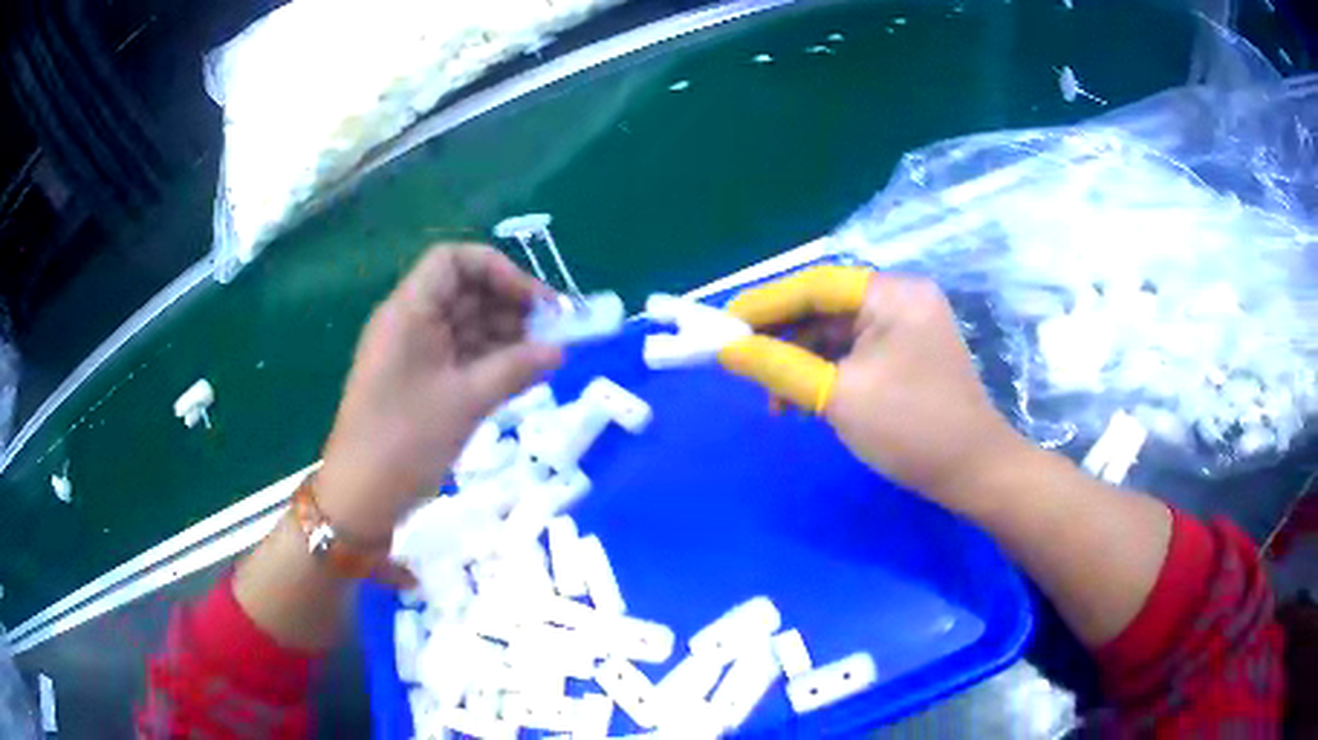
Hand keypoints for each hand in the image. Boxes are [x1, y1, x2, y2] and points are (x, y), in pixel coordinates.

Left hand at [317, 244, 562, 537]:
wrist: (361, 497)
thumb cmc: (405, 441)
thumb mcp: (466, 402)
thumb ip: (515, 369)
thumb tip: (559, 350)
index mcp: (409, 311)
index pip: (453, 260)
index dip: (496, 269)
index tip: (532, 301)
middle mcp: (409, 322)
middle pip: (463, 291)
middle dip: (509, 304)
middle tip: (552, 331)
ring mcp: (413, 352)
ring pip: (465, 324)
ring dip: (504, 334)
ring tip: (543, 355)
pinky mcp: (418, 380)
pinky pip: (459, 354)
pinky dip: (489, 359)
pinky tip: (521, 374)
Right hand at [720, 266, 1031, 514]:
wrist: (973, 472)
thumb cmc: (911, 429)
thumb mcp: (839, 397)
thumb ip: (779, 366)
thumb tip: (728, 350)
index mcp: (893, 294)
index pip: (816, 285)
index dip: (766, 302)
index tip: (724, 324)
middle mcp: (901, 299)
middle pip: (826, 306)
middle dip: (781, 335)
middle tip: (739, 360)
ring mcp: (907, 327)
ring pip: (837, 332)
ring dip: (801, 360)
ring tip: (771, 396)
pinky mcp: (907, 354)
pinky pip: (854, 352)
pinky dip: (825, 372)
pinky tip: (803, 400)